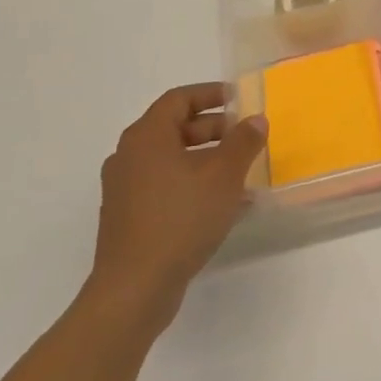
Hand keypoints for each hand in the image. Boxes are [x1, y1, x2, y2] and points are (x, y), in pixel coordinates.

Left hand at [88, 84, 266, 327]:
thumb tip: (255, 120)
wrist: (135, 287)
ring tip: (242, 172)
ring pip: (172, 159)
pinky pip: (166, 186)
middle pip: (174, 128)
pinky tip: (224, 204)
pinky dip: (194, 183)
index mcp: (146, 137)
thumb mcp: (224, 175)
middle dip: (214, 128)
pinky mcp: (129, 216)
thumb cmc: (181, 218)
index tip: (240, 100)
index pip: (179, 99)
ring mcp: (125, 188)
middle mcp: (129, 156)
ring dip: (208, 159)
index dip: (211, 94)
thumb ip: (243, 142)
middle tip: (246, 137)